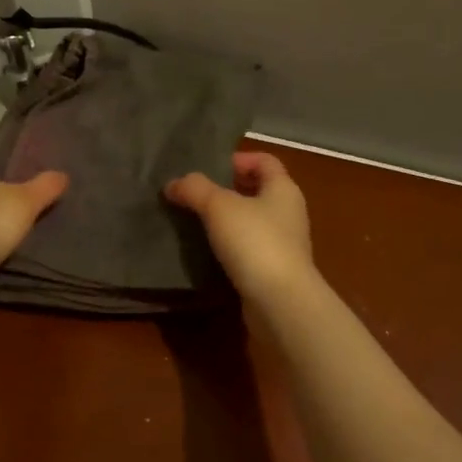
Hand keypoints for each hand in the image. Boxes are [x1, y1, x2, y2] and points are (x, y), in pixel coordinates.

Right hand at [164, 151, 314, 302]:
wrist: (280, 302)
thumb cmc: (255, 242)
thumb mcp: (219, 207)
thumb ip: (194, 189)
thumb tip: (173, 184)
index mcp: (283, 189)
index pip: (264, 161)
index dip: (238, 158)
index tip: (209, 167)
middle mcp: (288, 213)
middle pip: (257, 191)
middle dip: (227, 190)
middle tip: (194, 194)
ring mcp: (284, 244)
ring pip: (251, 222)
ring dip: (225, 220)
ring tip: (194, 222)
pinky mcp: (274, 271)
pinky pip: (248, 249)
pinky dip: (229, 247)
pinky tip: (206, 252)